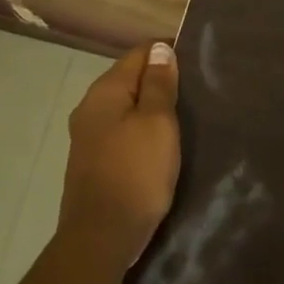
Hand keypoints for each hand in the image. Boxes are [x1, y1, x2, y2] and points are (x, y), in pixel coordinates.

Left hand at [58, 41, 181, 267]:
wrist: (102, 234)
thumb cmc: (137, 172)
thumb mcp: (158, 123)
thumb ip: (159, 85)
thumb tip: (160, 49)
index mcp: (105, 92)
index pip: (138, 54)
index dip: (167, 53)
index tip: (196, 65)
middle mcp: (89, 107)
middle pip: (128, 79)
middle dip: (159, 80)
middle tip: (194, 92)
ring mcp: (87, 136)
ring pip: (124, 107)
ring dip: (149, 107)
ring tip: (181, 117)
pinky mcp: (91, 161)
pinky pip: (120, 131)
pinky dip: (139, 130)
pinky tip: (157, 144)